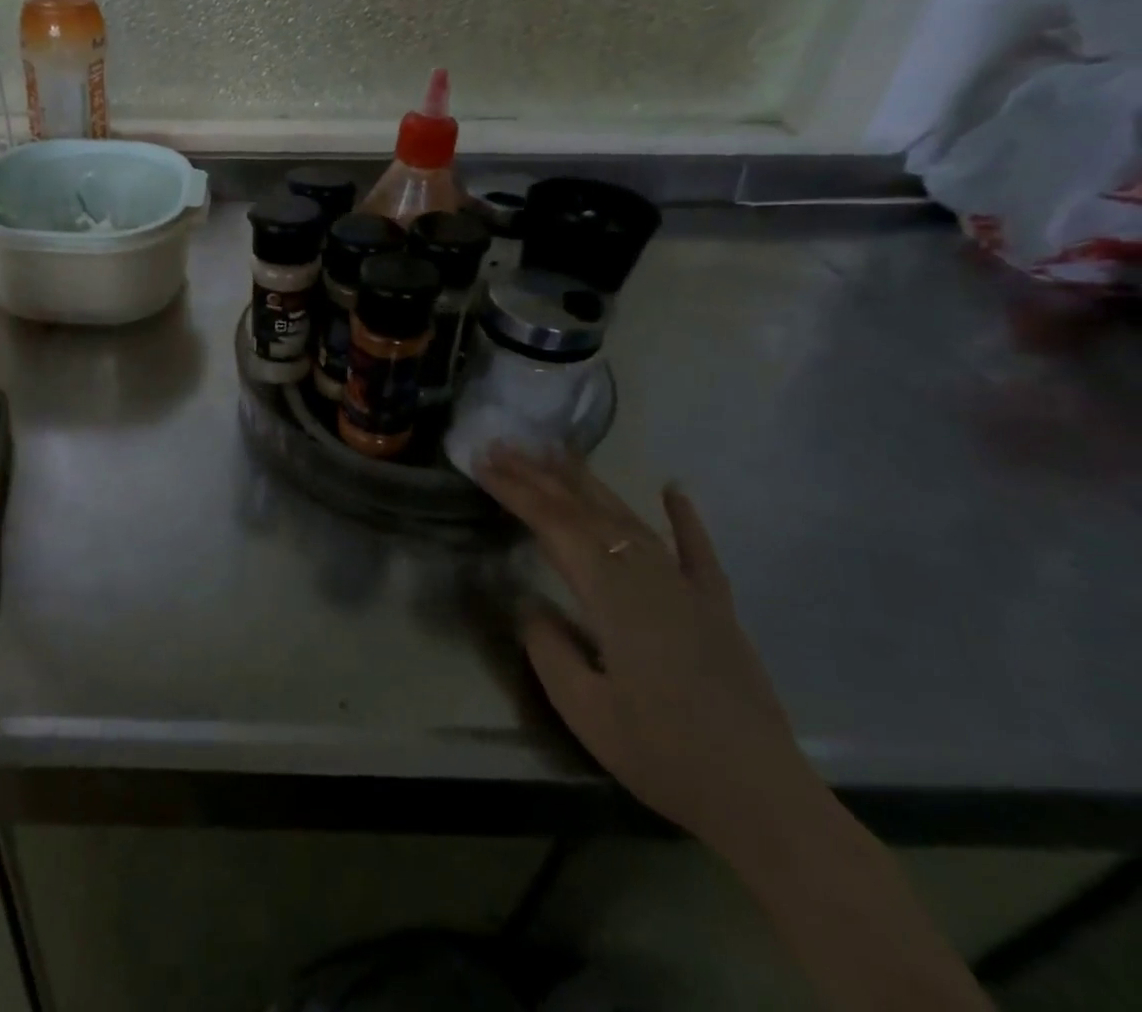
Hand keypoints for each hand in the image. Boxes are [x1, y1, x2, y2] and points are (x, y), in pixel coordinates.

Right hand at [475, 448, 825, 860]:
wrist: (764, 802)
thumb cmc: (663, 755)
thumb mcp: (584, 709)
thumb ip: (549, 647)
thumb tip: (529, 603)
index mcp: (614, 597)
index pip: (555, 527)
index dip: (516, 491)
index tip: (482, 463)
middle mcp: (651, 577)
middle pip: (588, 512)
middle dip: (541, 476)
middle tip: (503, 446)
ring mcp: (689, 589)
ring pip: (632, 520)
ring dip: (590, 484)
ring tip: (557, 452)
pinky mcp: (717, 608)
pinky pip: (699, 552)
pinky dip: (685, 518)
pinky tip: (673, 488)